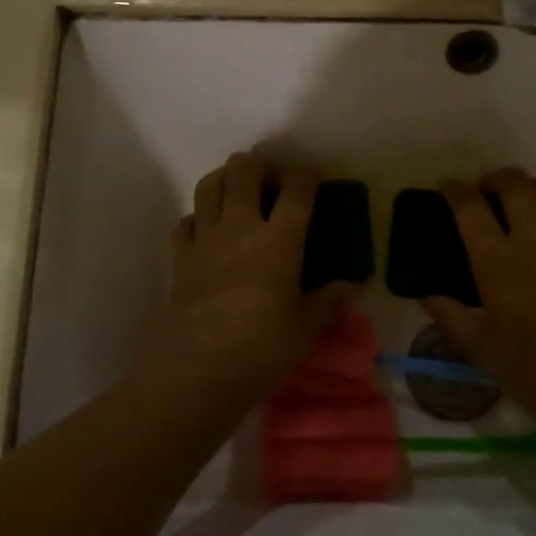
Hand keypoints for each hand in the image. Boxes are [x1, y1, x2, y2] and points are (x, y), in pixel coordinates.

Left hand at [145, 152, 357, 399]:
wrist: (198, 371)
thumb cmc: (263, 348)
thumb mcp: (307, 329)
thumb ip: (329, 302)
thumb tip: (355, 285)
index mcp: (279, 240)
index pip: (296, 191)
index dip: (305, 175)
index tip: (312, 175)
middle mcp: (241, 228)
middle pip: (244, 173)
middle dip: (258, 164)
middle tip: (269, 176)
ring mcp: (206, 240)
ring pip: (209, 187)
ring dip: (224, 177)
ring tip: (235, 186)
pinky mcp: (181, 259)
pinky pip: (185, 222)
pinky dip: (197, 217)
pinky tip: (206, 228)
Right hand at [424, 169, 535, 433]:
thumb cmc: (532, 369)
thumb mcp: (481, 348)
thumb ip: (451, 317)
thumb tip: (428, 297)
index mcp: (496, 259)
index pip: (470, 206)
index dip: (455, 190)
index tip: (447, 187)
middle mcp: (533, 238)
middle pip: (514, 184)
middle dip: (495, 179)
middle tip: (485, 192)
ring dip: (530, 188)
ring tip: (520, 204)